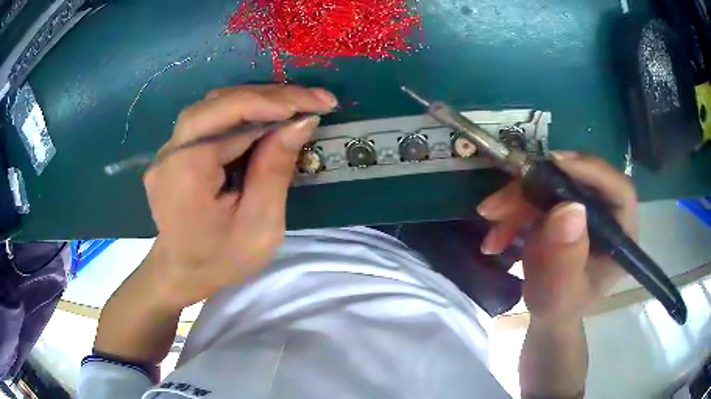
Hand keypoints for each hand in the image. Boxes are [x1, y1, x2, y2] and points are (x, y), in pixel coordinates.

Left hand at [142, 85, 337, 308]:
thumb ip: (275, 171)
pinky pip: (209, 122)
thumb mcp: (259, 226)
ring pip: (214, 107)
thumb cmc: (221, 260)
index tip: (317, 103)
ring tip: (295, 108)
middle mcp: (170, 152)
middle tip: (313, 101)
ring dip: (257, 103)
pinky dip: (241, 116)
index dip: (274, 102)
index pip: (228, 114)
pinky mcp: (173, 152)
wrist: (181, 274)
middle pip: (219, 103)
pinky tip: (266, 122)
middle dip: (270, 97)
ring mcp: (168, 150)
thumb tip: (301, 122)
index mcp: (186, 171)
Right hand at [477, 153, 637, 323]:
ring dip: (516, 201)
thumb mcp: (561, 294)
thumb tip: (569, 209)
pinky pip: (535, 196)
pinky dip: (511, 212)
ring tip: (491, 223)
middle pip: (578, 180)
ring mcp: (582, 208)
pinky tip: (496, 237)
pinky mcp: (562, 208)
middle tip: (500, 204)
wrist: (546, 312)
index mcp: (620, 236)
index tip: (556, 164)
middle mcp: (605, 214)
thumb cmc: (560, 309)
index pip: (619, 191)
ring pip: (551, 184)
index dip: (593, 171)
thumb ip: (566, 259)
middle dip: (535, 188)